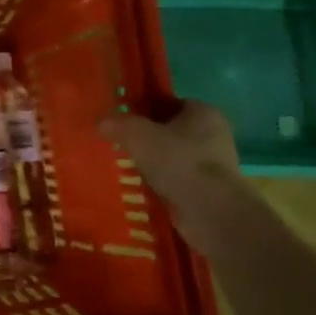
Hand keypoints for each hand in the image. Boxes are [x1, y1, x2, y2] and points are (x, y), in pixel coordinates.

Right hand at [100, 102, 241, 204]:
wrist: (210, 212)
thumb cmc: (177, 161)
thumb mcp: (137, 134)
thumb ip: (117, 124)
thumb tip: (101, 122)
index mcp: (203, 112)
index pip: (168, 102)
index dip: (144, 108)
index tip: (123, 119)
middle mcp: (214, 134)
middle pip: (171, 130)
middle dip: (147, 137)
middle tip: (121, 143)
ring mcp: (215, 164)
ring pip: (174, 156)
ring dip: (154, 162)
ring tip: (128, 167)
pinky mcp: (210, 190)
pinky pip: (178, 179)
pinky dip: (162, 182)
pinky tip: (143, 187)